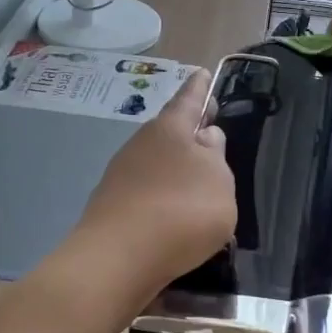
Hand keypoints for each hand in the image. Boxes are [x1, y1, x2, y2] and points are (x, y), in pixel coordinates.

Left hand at [72, 67, 236, 292]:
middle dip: (189, 134)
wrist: (117, 259)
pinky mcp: (112, 206)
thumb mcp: (219, 181)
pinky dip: (162, 198)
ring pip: (157, 163)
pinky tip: (174, 219)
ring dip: (175, 170)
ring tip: (197, 188)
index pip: (190, 98)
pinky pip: (146, 193)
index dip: (200, 87)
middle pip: (170, 132)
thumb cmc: (181, 211)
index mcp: (171, 129)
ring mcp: (122, 175)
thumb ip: (215, 157)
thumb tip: (206, 138)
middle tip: (208, 136)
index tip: (202, 73)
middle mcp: (142, 144)